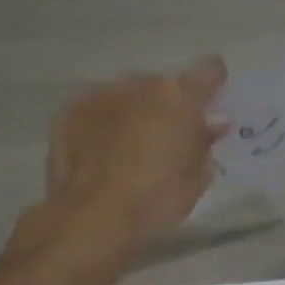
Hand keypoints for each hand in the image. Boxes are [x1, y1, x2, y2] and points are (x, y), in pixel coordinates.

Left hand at [39, 57, 228, 244]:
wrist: (97, 214)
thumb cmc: (158, 198)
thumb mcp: (197, 175)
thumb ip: (205, 142)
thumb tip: (213, 124)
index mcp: (179, 96)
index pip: (209, 70)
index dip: (214, 83)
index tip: (212, 100)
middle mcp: (140, 84)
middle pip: (162, 85)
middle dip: (167, 104)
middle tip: (167, 135)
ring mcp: (101, 94)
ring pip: (127, 95)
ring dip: (134, 111)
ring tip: (132, 144)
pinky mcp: (70, 111)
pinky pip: (97, 108)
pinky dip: (104, 122)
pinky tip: (103, 150)